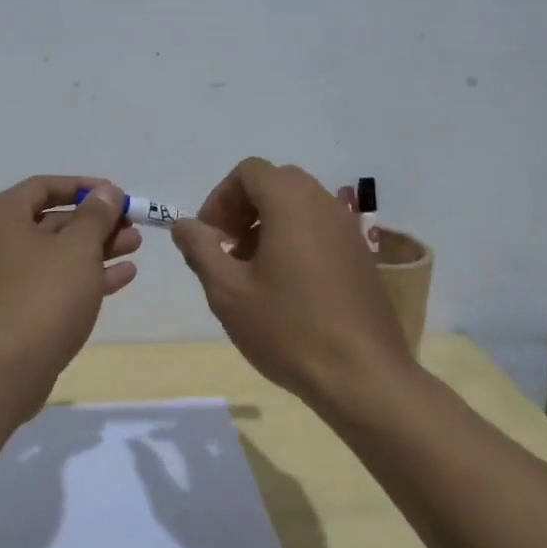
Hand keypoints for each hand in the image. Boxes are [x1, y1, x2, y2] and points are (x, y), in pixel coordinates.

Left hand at [0, 177, 139, 406]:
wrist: (5, 371)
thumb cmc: (43, 295)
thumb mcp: (79, 247)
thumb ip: (96, 214)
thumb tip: (106, 191)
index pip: (43, 186)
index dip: (83, 187)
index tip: (116, 195)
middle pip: (49, 222)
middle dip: (94, 224)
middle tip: (131, 226)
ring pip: (52, 256)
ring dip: (94, 250)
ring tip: (134, 248)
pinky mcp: (6, 313)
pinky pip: (47, 284)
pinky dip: (80, 278)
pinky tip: (120, 278)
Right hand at [172, 158, 411, 404]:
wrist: (362, 376)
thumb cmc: (287, 328)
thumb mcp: (228, 290)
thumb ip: (200, 249)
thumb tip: (184, 224)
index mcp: (291, 202)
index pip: (249, 171)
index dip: (220, 198)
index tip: (208, 237)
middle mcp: (324, 204)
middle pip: (275, 184)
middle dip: (243, 209)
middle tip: (228, 251)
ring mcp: (349, 229)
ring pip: (300, 206)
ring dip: (268, 225)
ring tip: (253, 273)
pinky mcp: (362, 256)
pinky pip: (320, 230)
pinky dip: (295, 241)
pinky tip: (287, 288)